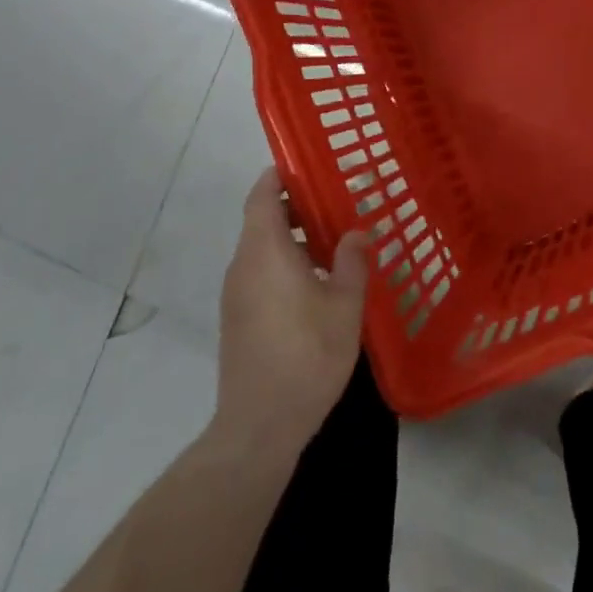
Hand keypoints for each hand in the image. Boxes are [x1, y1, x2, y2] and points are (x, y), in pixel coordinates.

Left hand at [215, 169, 369, 452]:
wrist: (259, 426)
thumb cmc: (306, 355)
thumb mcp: (344, 305)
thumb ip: (351, 261)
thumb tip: (356, 232)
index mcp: (264, 251)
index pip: (262, 195)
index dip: (279, 175)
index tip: (307, 164)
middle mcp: (243, 266)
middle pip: (262, 220)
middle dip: (295, 206)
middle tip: (336, 202)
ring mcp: (236, 294)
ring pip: (261, 249)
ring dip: (292, 238)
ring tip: (334, 242)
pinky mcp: (238, 319)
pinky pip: (260, 273)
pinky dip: (284, 263)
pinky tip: (317, 283)